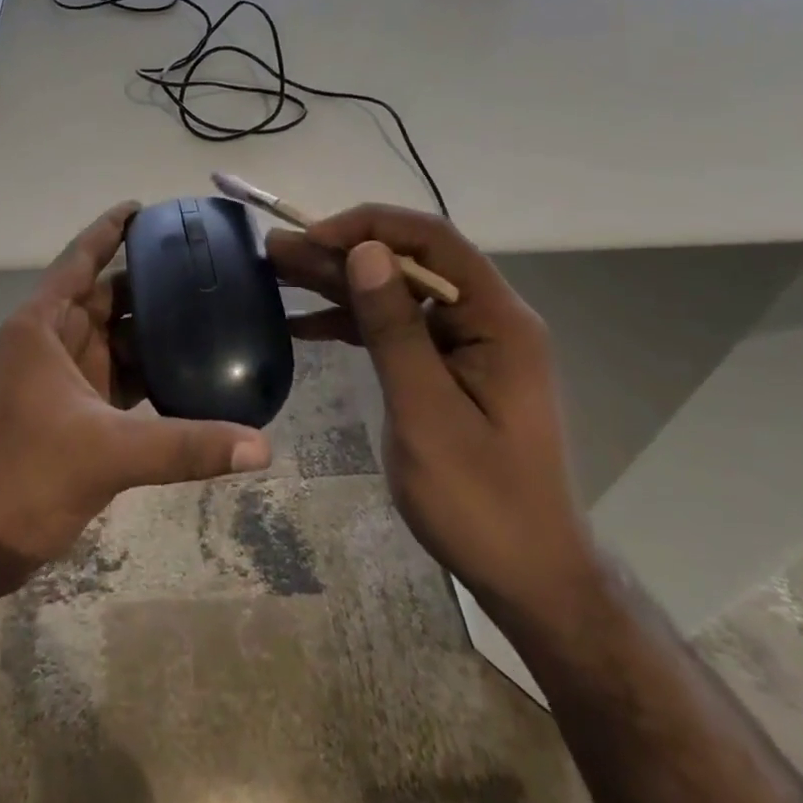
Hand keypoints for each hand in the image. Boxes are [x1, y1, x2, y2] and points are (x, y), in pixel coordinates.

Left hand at [0, 202, 271, 597]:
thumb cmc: (26, 473)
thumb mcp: (108, 451)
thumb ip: (186, 444)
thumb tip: (262, 447)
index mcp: (42, 326)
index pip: (81, 260)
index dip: (110, 230)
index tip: (145, 208)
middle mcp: (50, 341)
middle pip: (104, 296)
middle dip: (146, 280)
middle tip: (202, 265)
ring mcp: (60, 378)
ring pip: (113, 338)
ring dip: (151, 327)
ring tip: (207, 310)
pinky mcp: (72, 412)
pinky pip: (117, 377)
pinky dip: (147, 371)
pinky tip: (187, 370)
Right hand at [268, 205, 596, 625]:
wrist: (529, 577)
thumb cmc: (482, 501)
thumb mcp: (427, 413)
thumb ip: (396, 329)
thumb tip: (365, 251)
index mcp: (497, 318)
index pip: (431, 241)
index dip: (370, 226)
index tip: (314, 236)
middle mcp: (484, 318)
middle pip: (406, 264)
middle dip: (340, 253)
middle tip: (274, 250)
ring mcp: (464, 344)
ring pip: (394, 294)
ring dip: (337, 284)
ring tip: (276, 272)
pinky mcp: (446, 368)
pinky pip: (394, 330)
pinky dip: (350, 323)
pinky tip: (302, 324)